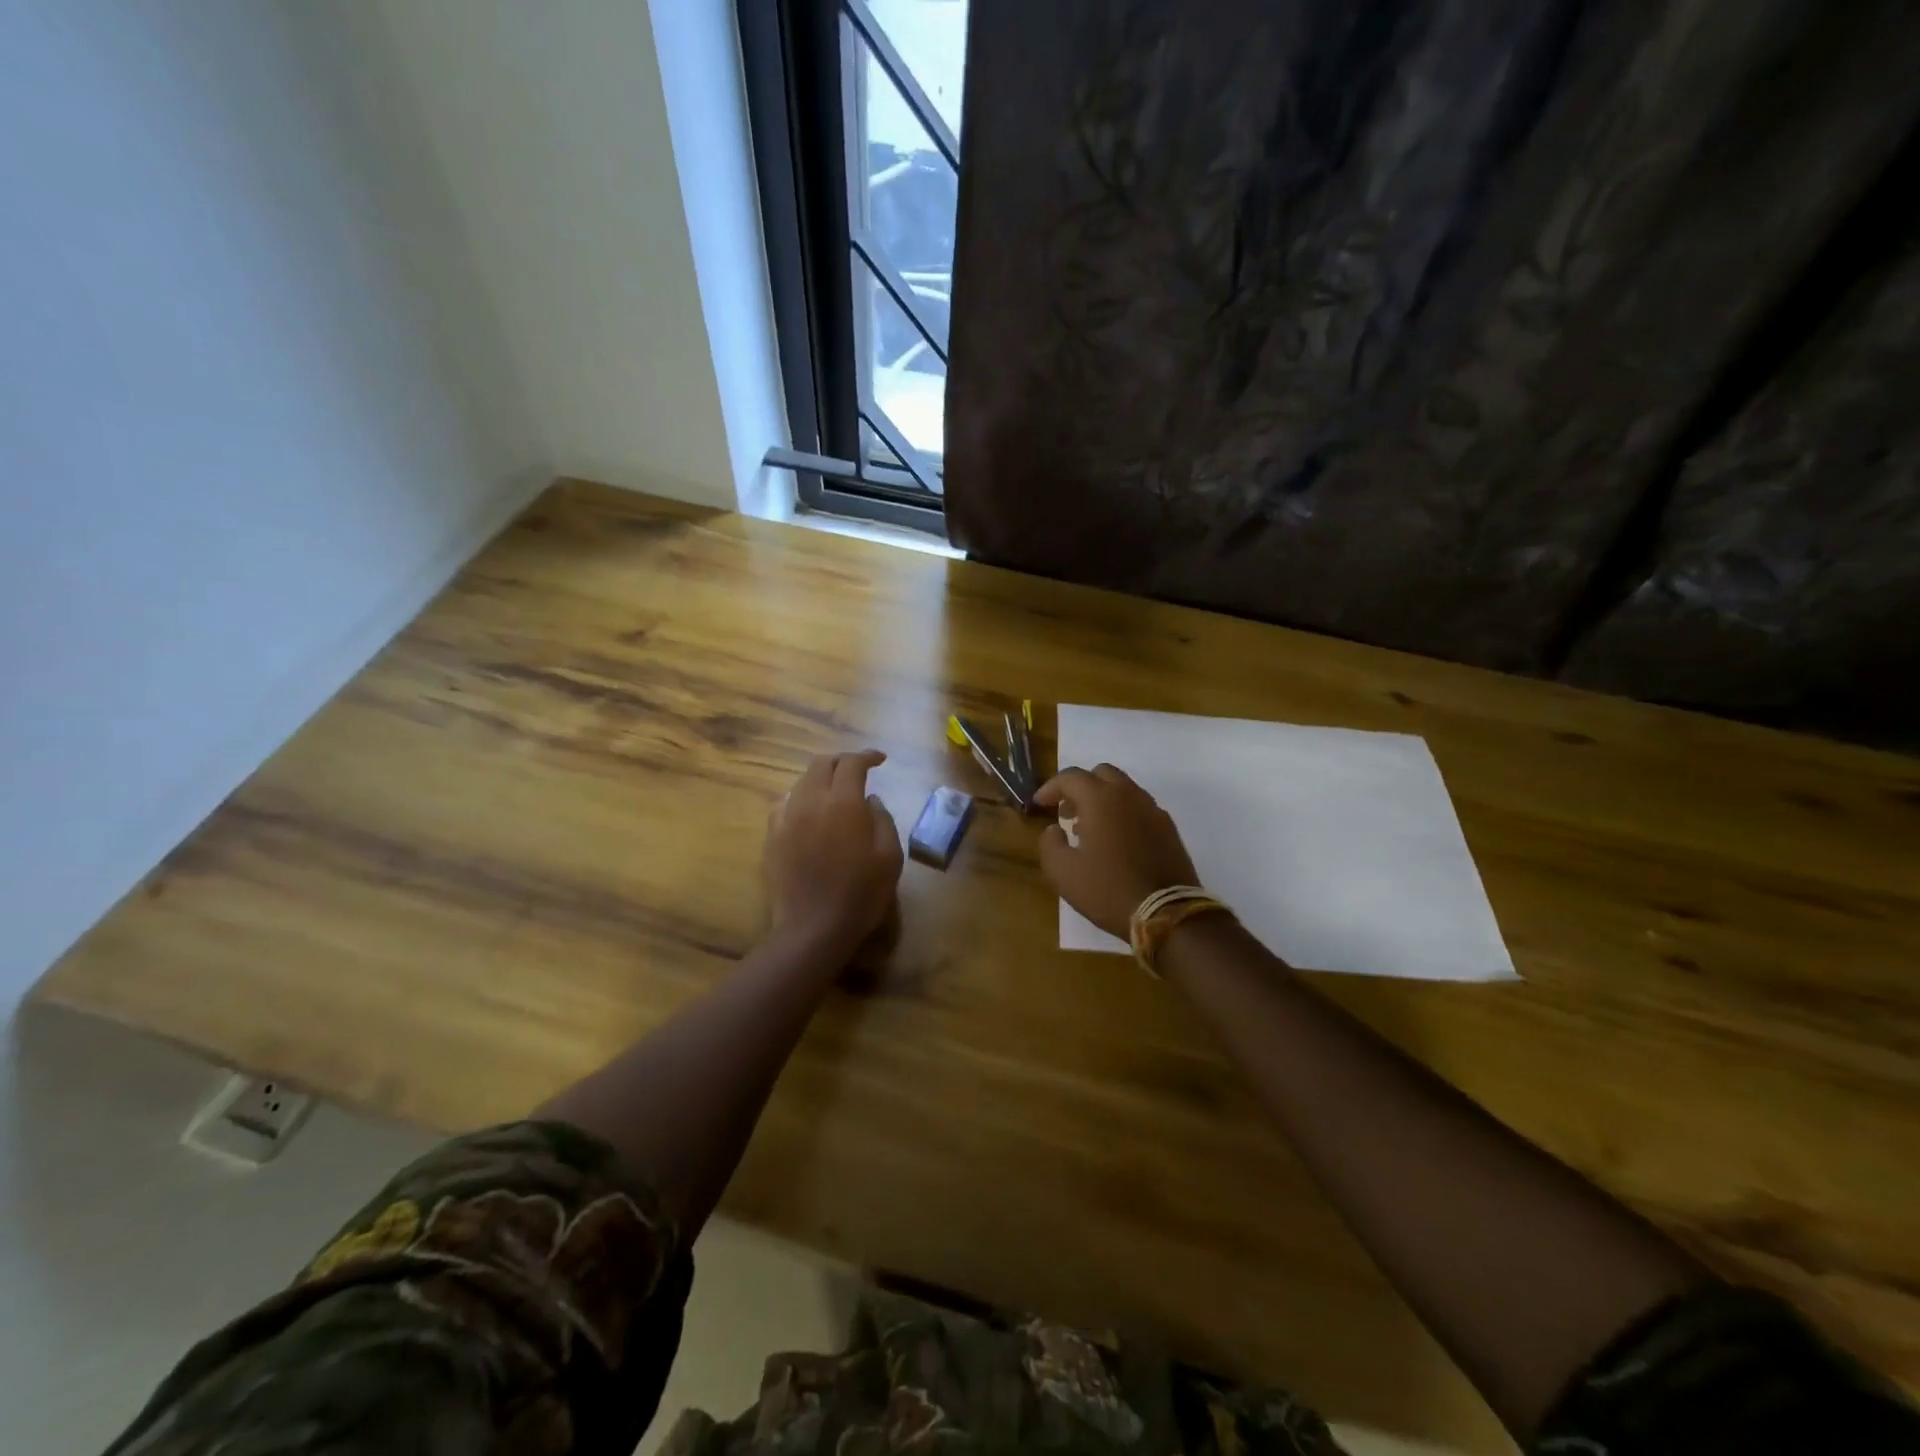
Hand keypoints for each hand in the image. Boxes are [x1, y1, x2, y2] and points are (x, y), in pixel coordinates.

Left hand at [765, 750, 903, 956]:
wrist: (813, 928)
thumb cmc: (860, 894)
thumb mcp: (890, 857)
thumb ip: (883, 820)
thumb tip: (871, 800)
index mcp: (844, 803)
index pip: (852, 764)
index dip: (867, 756)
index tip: (880, 760)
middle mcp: (812, 801)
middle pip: (822, 764)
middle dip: (841, 761)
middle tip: (857, 769)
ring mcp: (788, 818)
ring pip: (802, 782)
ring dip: (821, 777)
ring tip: (835, 789)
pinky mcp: (773, 836)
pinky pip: (785, 803)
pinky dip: (800, 797)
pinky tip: (808, 810)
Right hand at [1036, 764, 1200, 938]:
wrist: (1166, 913)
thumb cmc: (1108, 889)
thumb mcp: (1063, 872)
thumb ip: (1050, 843)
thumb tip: (1055, 829)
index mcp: (1100, 799)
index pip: (1071, 777)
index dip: (1051, 787)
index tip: (1040, 804)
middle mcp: (1128, 795)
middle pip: (1101, 774)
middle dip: (1080, 787)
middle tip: (1067, 812)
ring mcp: (1153, 810)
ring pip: (1123, 789)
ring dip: (1102, 800)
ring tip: (1090, 829)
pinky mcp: (1168, 828)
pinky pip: (1140, 808)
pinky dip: (1123, 813)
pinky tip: (1116, 841)